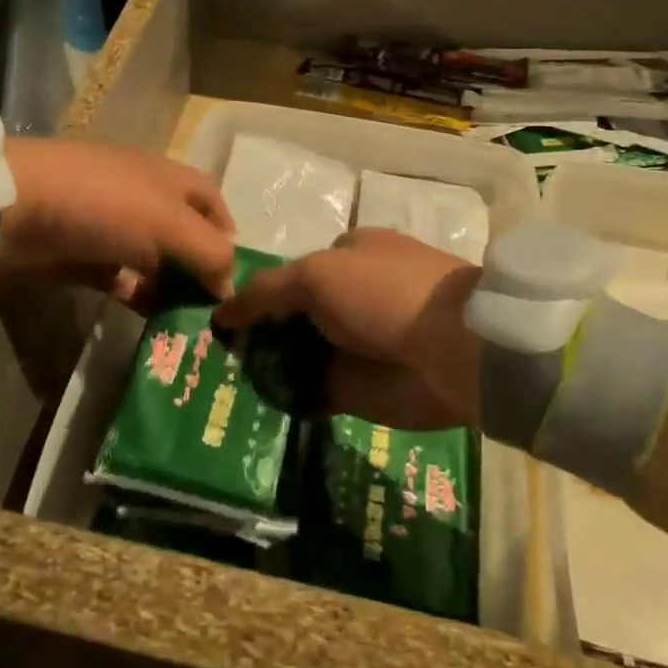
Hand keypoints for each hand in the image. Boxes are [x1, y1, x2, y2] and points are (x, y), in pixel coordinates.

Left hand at [0, 138, 235, 307]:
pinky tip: (148, 321)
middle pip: (181, 233)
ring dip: (168, 287)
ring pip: (150, 260)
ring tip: (188, 326)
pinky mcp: (80, 256)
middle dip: (198, 267)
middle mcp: (142, 198)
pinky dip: (134, 296)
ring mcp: (108, 227)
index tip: (235, 272)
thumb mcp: (169, 223)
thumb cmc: (105, 204)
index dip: (226, 229)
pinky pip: (117, 279)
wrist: (16, 208)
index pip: (209, 198)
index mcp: (166, 178)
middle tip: (215, 312)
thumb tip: (229, 287)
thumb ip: (209, 253)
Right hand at [212, 229, 481, 430]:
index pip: (287, 275)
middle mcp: (348, 299)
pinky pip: (309, 393)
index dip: (253, 296)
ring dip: (263, 370)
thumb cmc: (384, 292)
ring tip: (217, 388)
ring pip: (295, 357)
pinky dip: (283, 400)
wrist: (457, 350)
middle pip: (289, 318)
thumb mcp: (316, 275)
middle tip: (210, 361)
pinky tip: (246, 411)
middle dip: (255, 336)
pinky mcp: (358, 389)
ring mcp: (353, 346)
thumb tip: (221, 312)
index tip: (217, 322)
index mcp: (345, 257)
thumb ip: (266, 291)